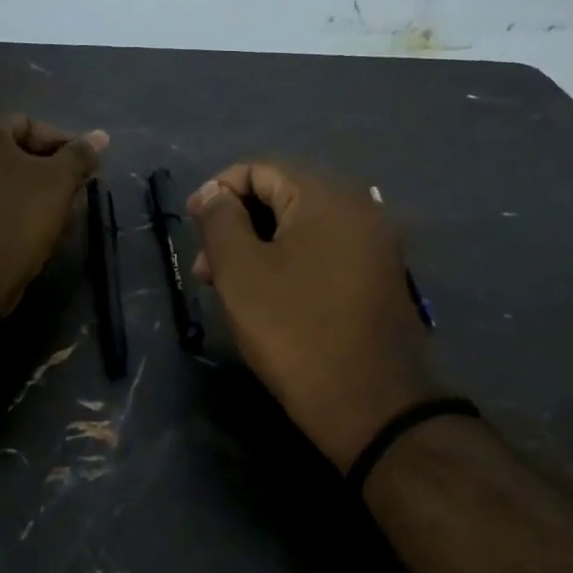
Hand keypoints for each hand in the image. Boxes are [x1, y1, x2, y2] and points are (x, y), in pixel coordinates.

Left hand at [0, 115, 108, 314]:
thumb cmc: (13, 221)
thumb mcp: (57, 185)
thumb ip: (80, 156)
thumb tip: (101, 136)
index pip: (30, 125)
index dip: (62, 149)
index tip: (81, 177)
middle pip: (5, 152)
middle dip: (38, 173)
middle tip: (63, 199)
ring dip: (14, 192)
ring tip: (38, 220)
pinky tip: (7, 232)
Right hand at [189, 163, 439, 470]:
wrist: (370, 403)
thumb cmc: (295, 331)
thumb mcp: (241, 272)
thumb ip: (220, 220)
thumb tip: (214, 192)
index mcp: (326, 196)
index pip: (260, 170)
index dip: (218, 192)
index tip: (191, 227)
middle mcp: (359, 208)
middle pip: (283, 197)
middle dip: (237, 225)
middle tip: (206, 271)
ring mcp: (376, 245)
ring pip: (303, 230)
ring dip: (260, 248)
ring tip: (232, 290)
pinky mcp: (381, 278)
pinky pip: (326, 254)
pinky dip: (292, 265)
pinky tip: (271, 299)